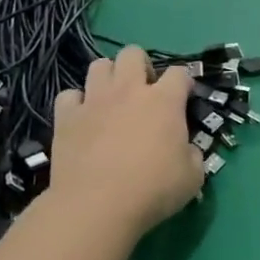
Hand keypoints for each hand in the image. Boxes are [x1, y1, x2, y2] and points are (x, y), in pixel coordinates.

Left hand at [44, 47, 204, 245]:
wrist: (97, 206)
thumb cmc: (152, 190)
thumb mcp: (193, 177)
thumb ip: (192, 154)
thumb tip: (186, 149)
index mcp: (165, 100)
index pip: (180, 72)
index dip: (184, 83)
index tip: (184, 99)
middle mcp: (129, 90)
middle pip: (133, 53)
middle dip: (141, 66)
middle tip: (144, 92)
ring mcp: (94, 101)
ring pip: (99, 65)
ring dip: (108, 77)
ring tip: (112, 99)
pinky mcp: (66, 117)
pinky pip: (69, 95)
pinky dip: (76, 103)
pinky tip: (83, 118)